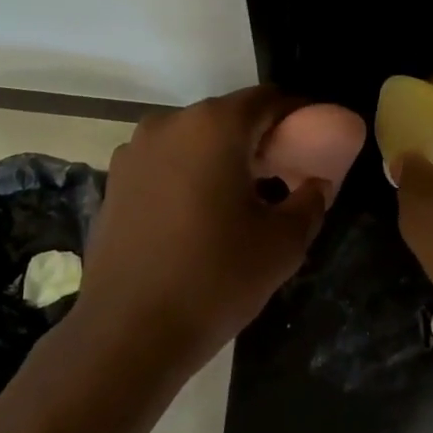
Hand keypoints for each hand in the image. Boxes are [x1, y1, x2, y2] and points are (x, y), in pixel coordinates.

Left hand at [70, 87, 350, 382]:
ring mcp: (134, 152)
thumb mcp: (283, 244)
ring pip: (195, 140)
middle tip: (287, 171)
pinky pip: (166, 163)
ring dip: (224, 156)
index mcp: (214, 126)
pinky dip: (191, 174)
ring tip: (244, 196)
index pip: (269, 100)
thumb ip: (310, 201)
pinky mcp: (115, 182)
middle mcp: (169, 124)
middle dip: (262, 138)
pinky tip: (202, 214)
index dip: (300, 114)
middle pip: (229, 117)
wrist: (129, 332)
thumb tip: (315, 185)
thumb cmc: (215, 279)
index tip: (318, 138)